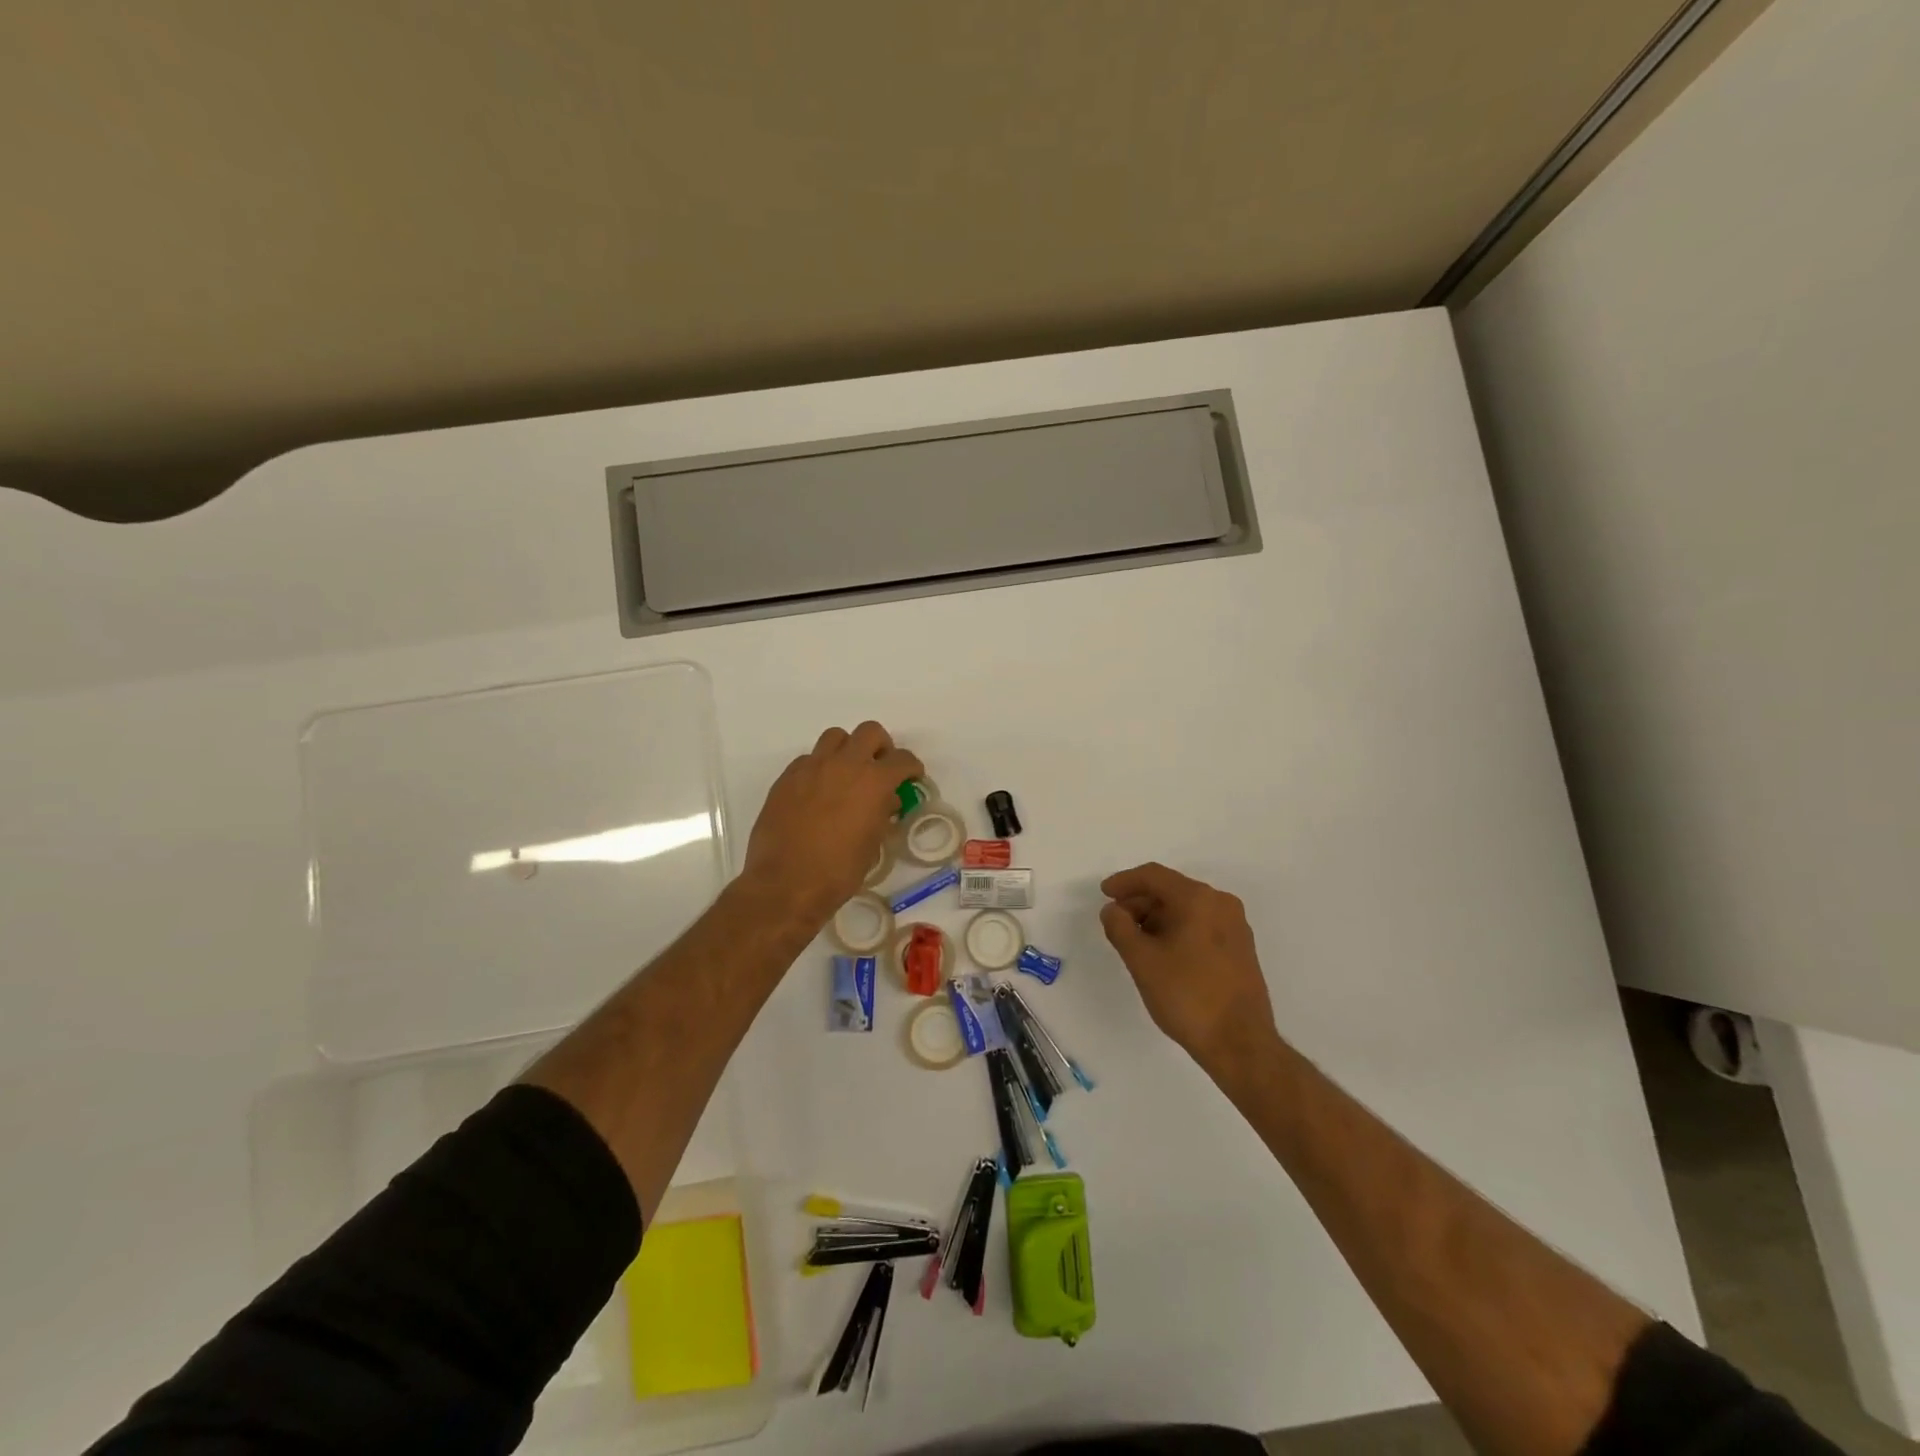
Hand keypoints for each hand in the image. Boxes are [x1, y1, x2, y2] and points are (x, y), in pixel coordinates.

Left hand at [740, 722, 923, 928]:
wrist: (785, 883)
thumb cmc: (838, 871)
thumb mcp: (872, 844)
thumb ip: (882, 813)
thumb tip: (886, 800)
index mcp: (873, 781)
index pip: (902, 759)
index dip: (911, 768)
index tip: (911, 778)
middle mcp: (844, 764)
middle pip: (870, 732)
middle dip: (881, 747)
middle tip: (880, 769)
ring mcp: (812, 767)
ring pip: (835, 737)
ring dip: (847, 749)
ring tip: (847, 774)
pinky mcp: (787, 777)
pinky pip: (809, 758)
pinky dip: (820, 767)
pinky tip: (818, 791)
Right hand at [1099, 862, 1279, 1073]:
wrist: (1240, 1043)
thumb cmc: (1187, 996)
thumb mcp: (1142, 961)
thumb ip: (1120, 928)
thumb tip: (1113, 910)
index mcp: (1198, 899)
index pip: (1154, 876)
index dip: (1124, 882)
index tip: (1104, 894)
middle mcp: (1221, 903)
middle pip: (1172, 890)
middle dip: (1140, 902)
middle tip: (1116, 923)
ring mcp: (1235, 926)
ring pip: (1187, 908)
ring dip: (1157, 917)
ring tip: (1136, 942)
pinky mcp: (1241, 948)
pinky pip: (1201, 924)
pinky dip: (1177, 929)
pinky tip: (1163, 953)